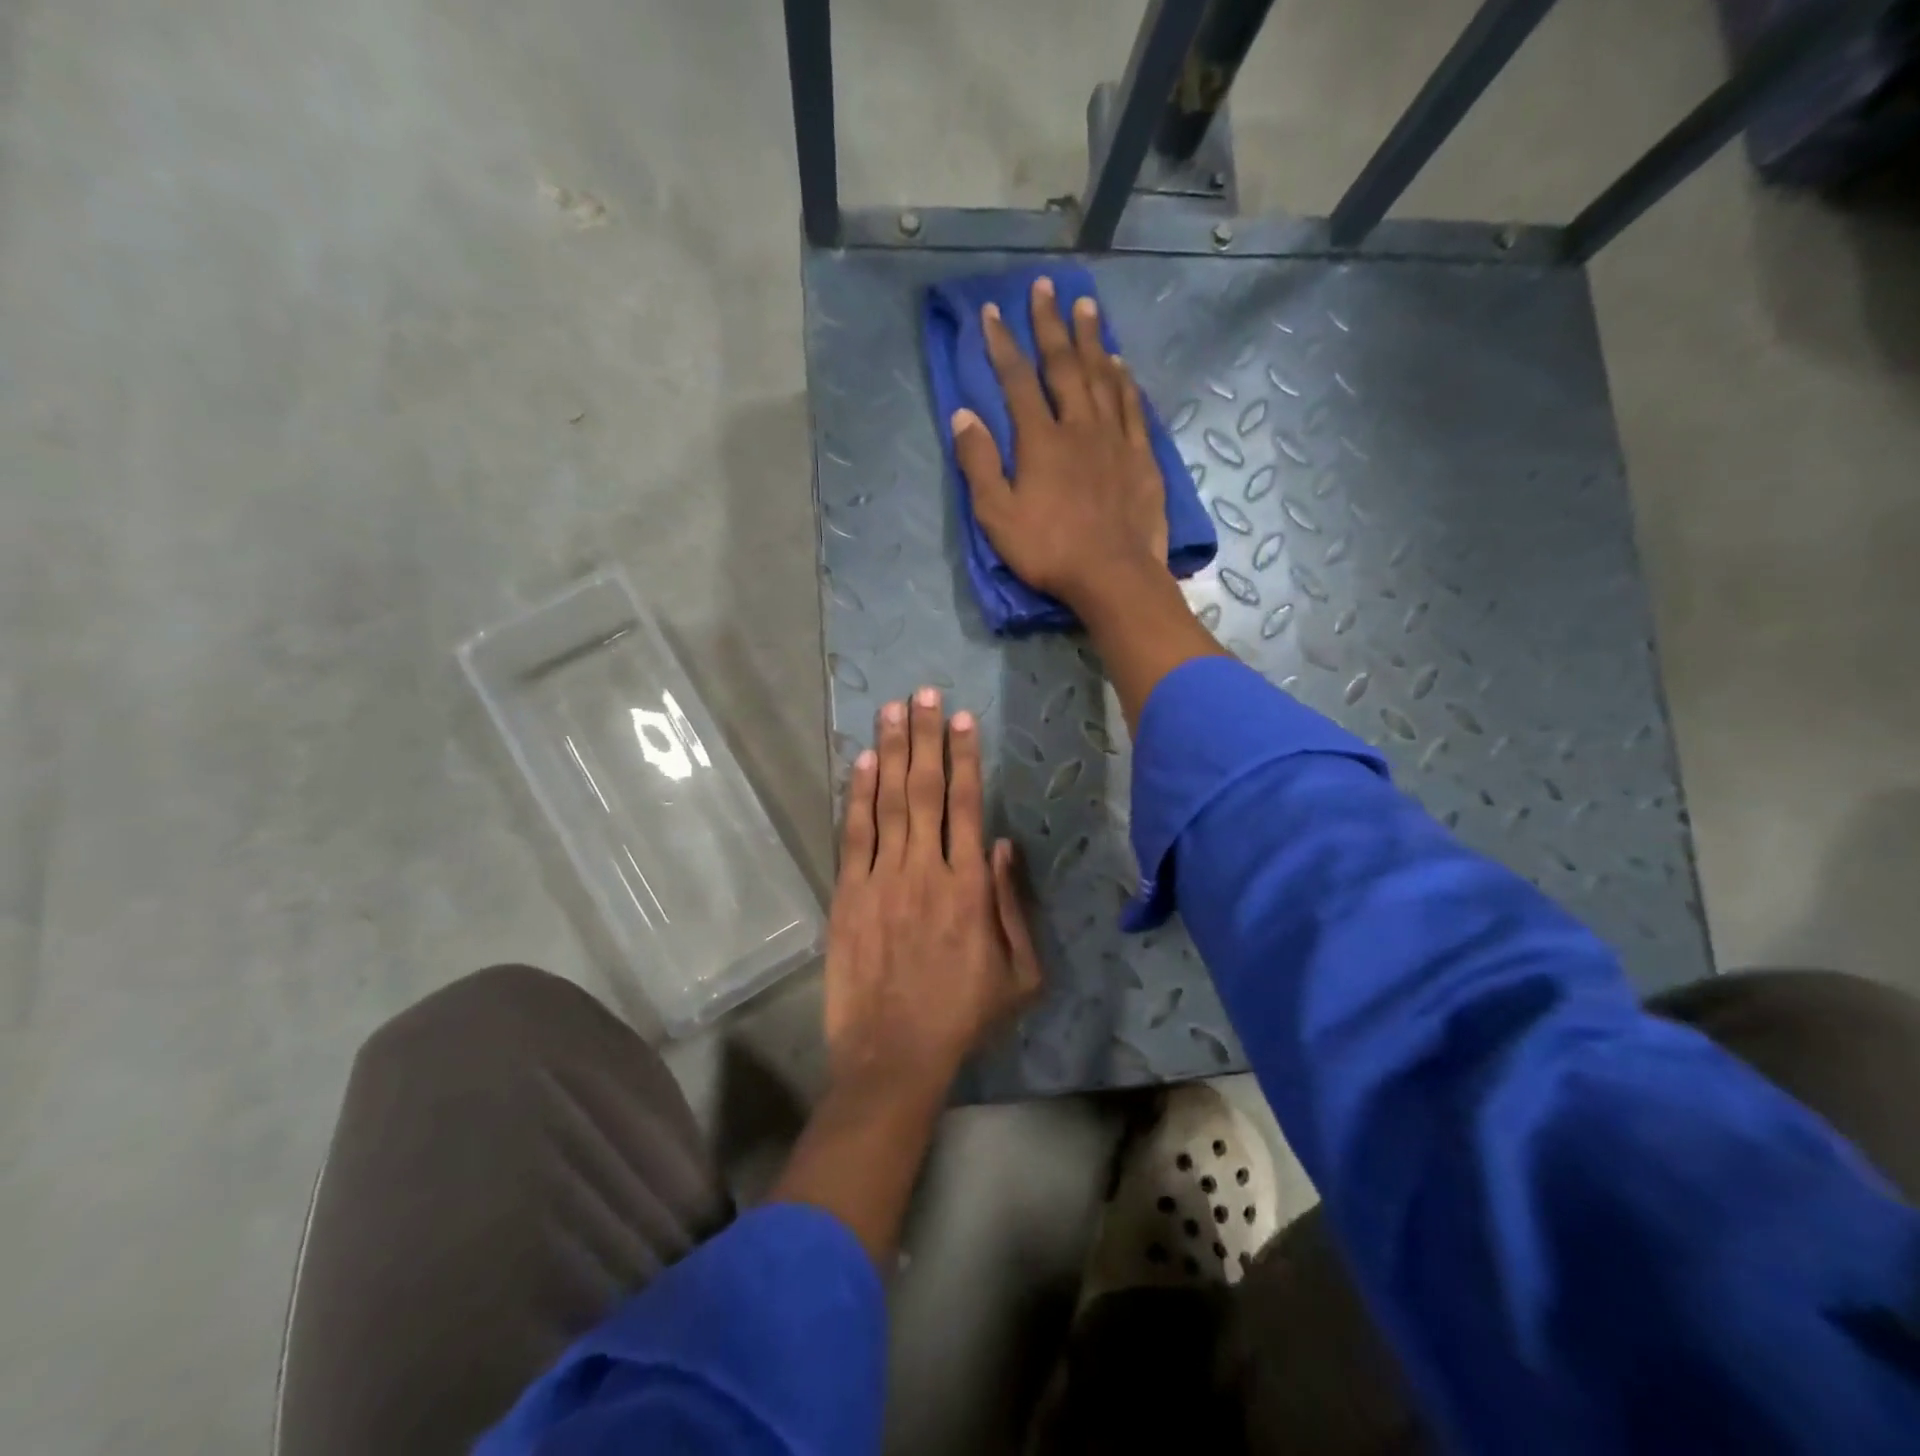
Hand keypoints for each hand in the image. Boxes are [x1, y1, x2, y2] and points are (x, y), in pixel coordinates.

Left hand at [826, 687, 1041, 1095]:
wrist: (894, 1056)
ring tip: (892, 710)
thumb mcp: (1020, 974)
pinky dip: (858, 796)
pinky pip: (854, 835)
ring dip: (890, 752)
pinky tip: (861, 763)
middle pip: (925, 789)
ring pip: (887, 802)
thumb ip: (1014, 905)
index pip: (967, 805)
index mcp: (970, 887)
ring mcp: (882, 879)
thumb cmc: (963, 1017)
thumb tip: (1004, 845)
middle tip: (923, 693)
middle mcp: (926, 870)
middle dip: (926, 737)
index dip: (964, 758)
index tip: (962, 719)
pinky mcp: (849, 895)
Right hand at [951, 275, 1169, 611]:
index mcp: (1040, 440)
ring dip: (1092, 339)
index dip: (1003, 344)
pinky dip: (1124, 381)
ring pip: (1103, 376)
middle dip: (1051, 325)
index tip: (993, 311)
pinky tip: (1121, 365)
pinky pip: (1132, 407)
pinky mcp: (1141, 457)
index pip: (1017, 380)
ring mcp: (1115, 439)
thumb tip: (963, 416)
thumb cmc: (1049, 550)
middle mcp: (1079, 426)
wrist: (1113, 575)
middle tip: (1047, 287)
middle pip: (1064, 365)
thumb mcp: (997, 516)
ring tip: (1086, 306)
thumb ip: (979, 464)